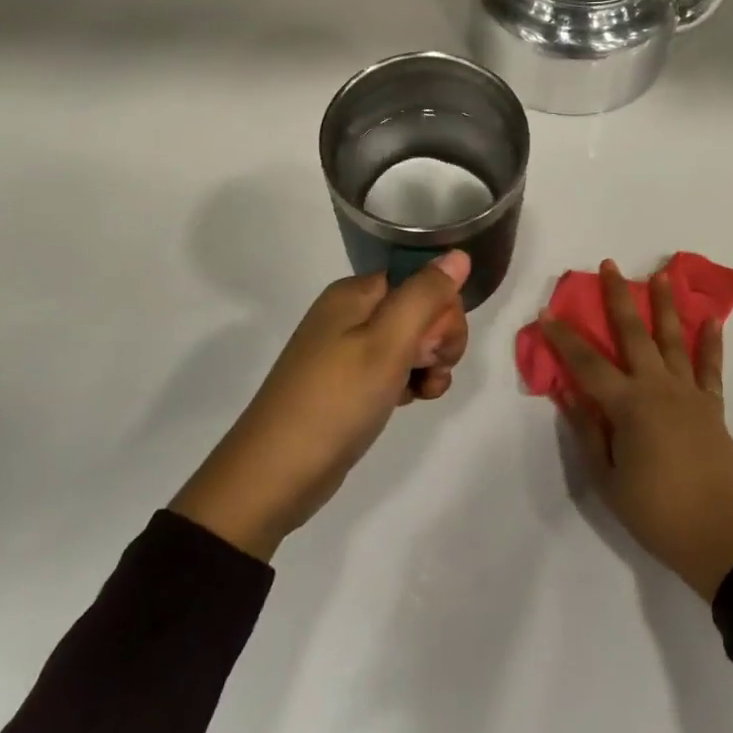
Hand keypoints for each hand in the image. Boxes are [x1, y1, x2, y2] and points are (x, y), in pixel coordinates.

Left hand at [170, 250, 470, 559]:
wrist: (274, 476)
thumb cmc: (336, 400)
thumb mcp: (388, 343)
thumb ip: (425, 295)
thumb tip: (458, 255)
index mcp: (355, 293)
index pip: (420, 279)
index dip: (441, 308)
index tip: (438, 344)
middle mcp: (350, 313)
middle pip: (418, 309)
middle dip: (438, 339)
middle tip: (429, 368)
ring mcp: (347, 350)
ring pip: (410, 342)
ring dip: (429, 364)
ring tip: (424, 392)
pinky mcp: (348, 384)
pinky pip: (393, 369)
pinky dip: (410, 382)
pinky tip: (412, 402)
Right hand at [543, 260, 732, 600]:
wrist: (724, 536)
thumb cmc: (658, 513)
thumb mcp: (609, 481)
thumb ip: (589, 434)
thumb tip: (571, 395)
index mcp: (628, 405)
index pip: (587, 363)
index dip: (564, 337)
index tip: (547, 311)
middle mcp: (658, 387)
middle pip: (633, 333)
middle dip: (618, 297)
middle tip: (609, 265)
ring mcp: (689, 392)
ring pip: (673, 338)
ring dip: (665, 305)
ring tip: (662, 275)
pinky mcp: (713, 405)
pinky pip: (711, 366)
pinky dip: (711, 341)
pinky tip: (711, 319)